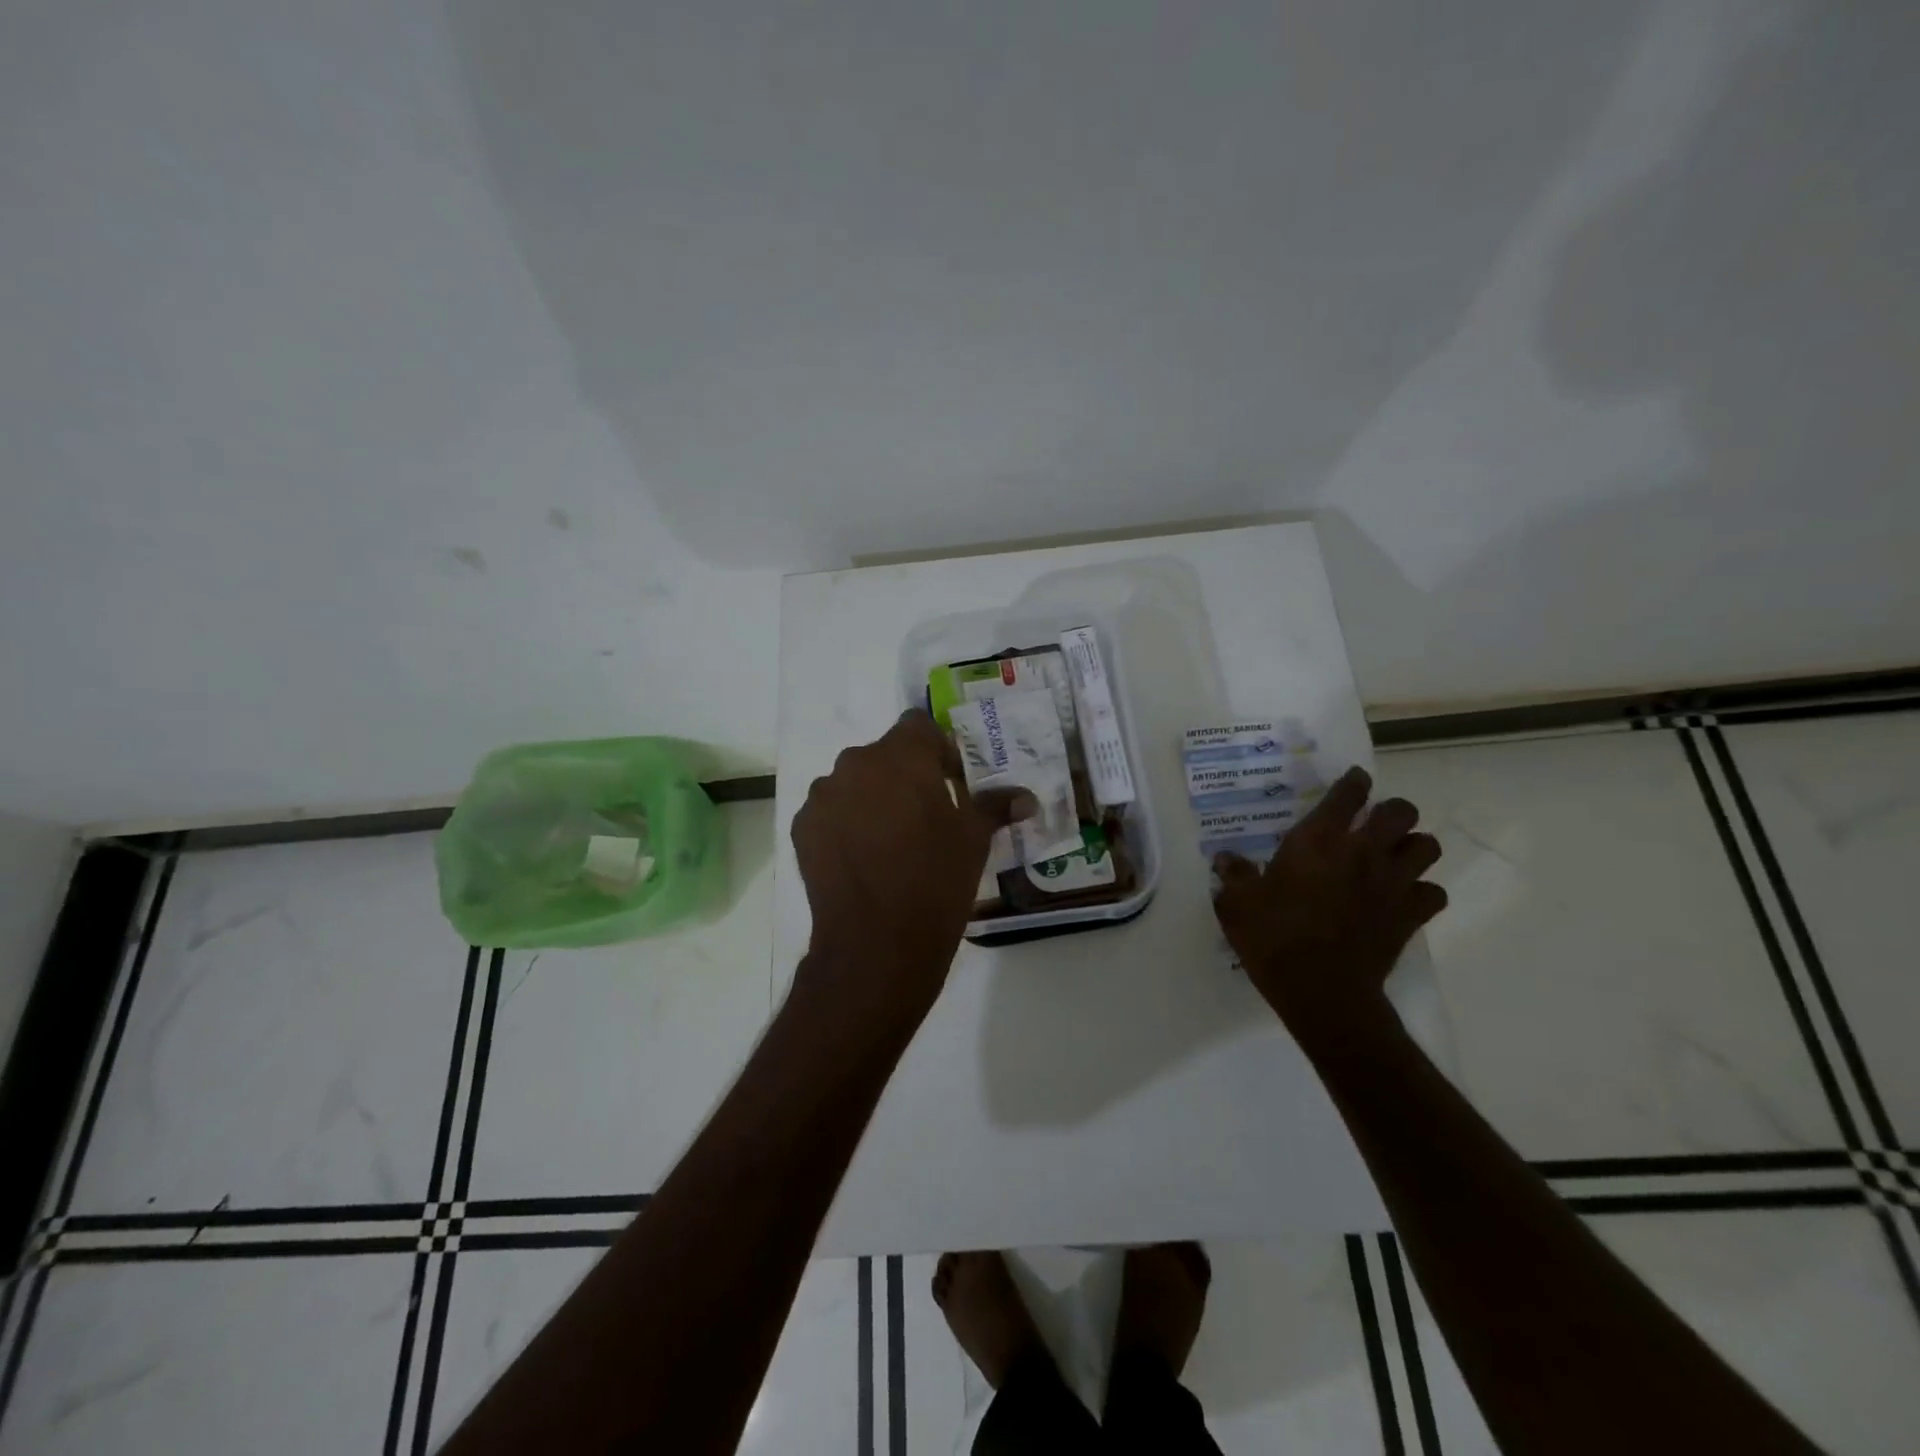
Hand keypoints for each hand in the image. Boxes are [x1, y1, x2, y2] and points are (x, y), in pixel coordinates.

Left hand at [790, 711, 1033, 1035]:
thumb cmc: (935, 882)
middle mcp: (856, 763)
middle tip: (924, 816)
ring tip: (890, 842)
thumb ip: (995, 806)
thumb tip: (1027, 797)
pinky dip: (846, 823)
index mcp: (902, 755)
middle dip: (904, 776)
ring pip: (855, 782)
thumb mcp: (973, 841)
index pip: (919, 725)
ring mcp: (824, 795)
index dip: (937, 749)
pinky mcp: (802, 827)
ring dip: (872, 798)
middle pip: (884, 755)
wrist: (874, 944)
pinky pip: (831, 811)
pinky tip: (862, 859)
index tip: (949, 782)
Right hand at [1212, 766, 1445, 1048]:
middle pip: (1401, 811)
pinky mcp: (1411, 915)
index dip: (1354, 782)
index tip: (1353, 781)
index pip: (1348, 793)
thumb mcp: (1237, 904)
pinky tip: (1403, 898)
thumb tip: (1226, 859)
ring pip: (1427, 846)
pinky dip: (1423, 892)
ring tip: (1393, 857)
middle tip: (1372, 825)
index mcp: (1318, 840)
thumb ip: (1234, 875)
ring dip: (1412, 847)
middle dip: (1391, 812)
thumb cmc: (1274, 938)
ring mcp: (1393, 883)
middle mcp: (1362, 851)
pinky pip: (1434, 892)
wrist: (1322, 991)